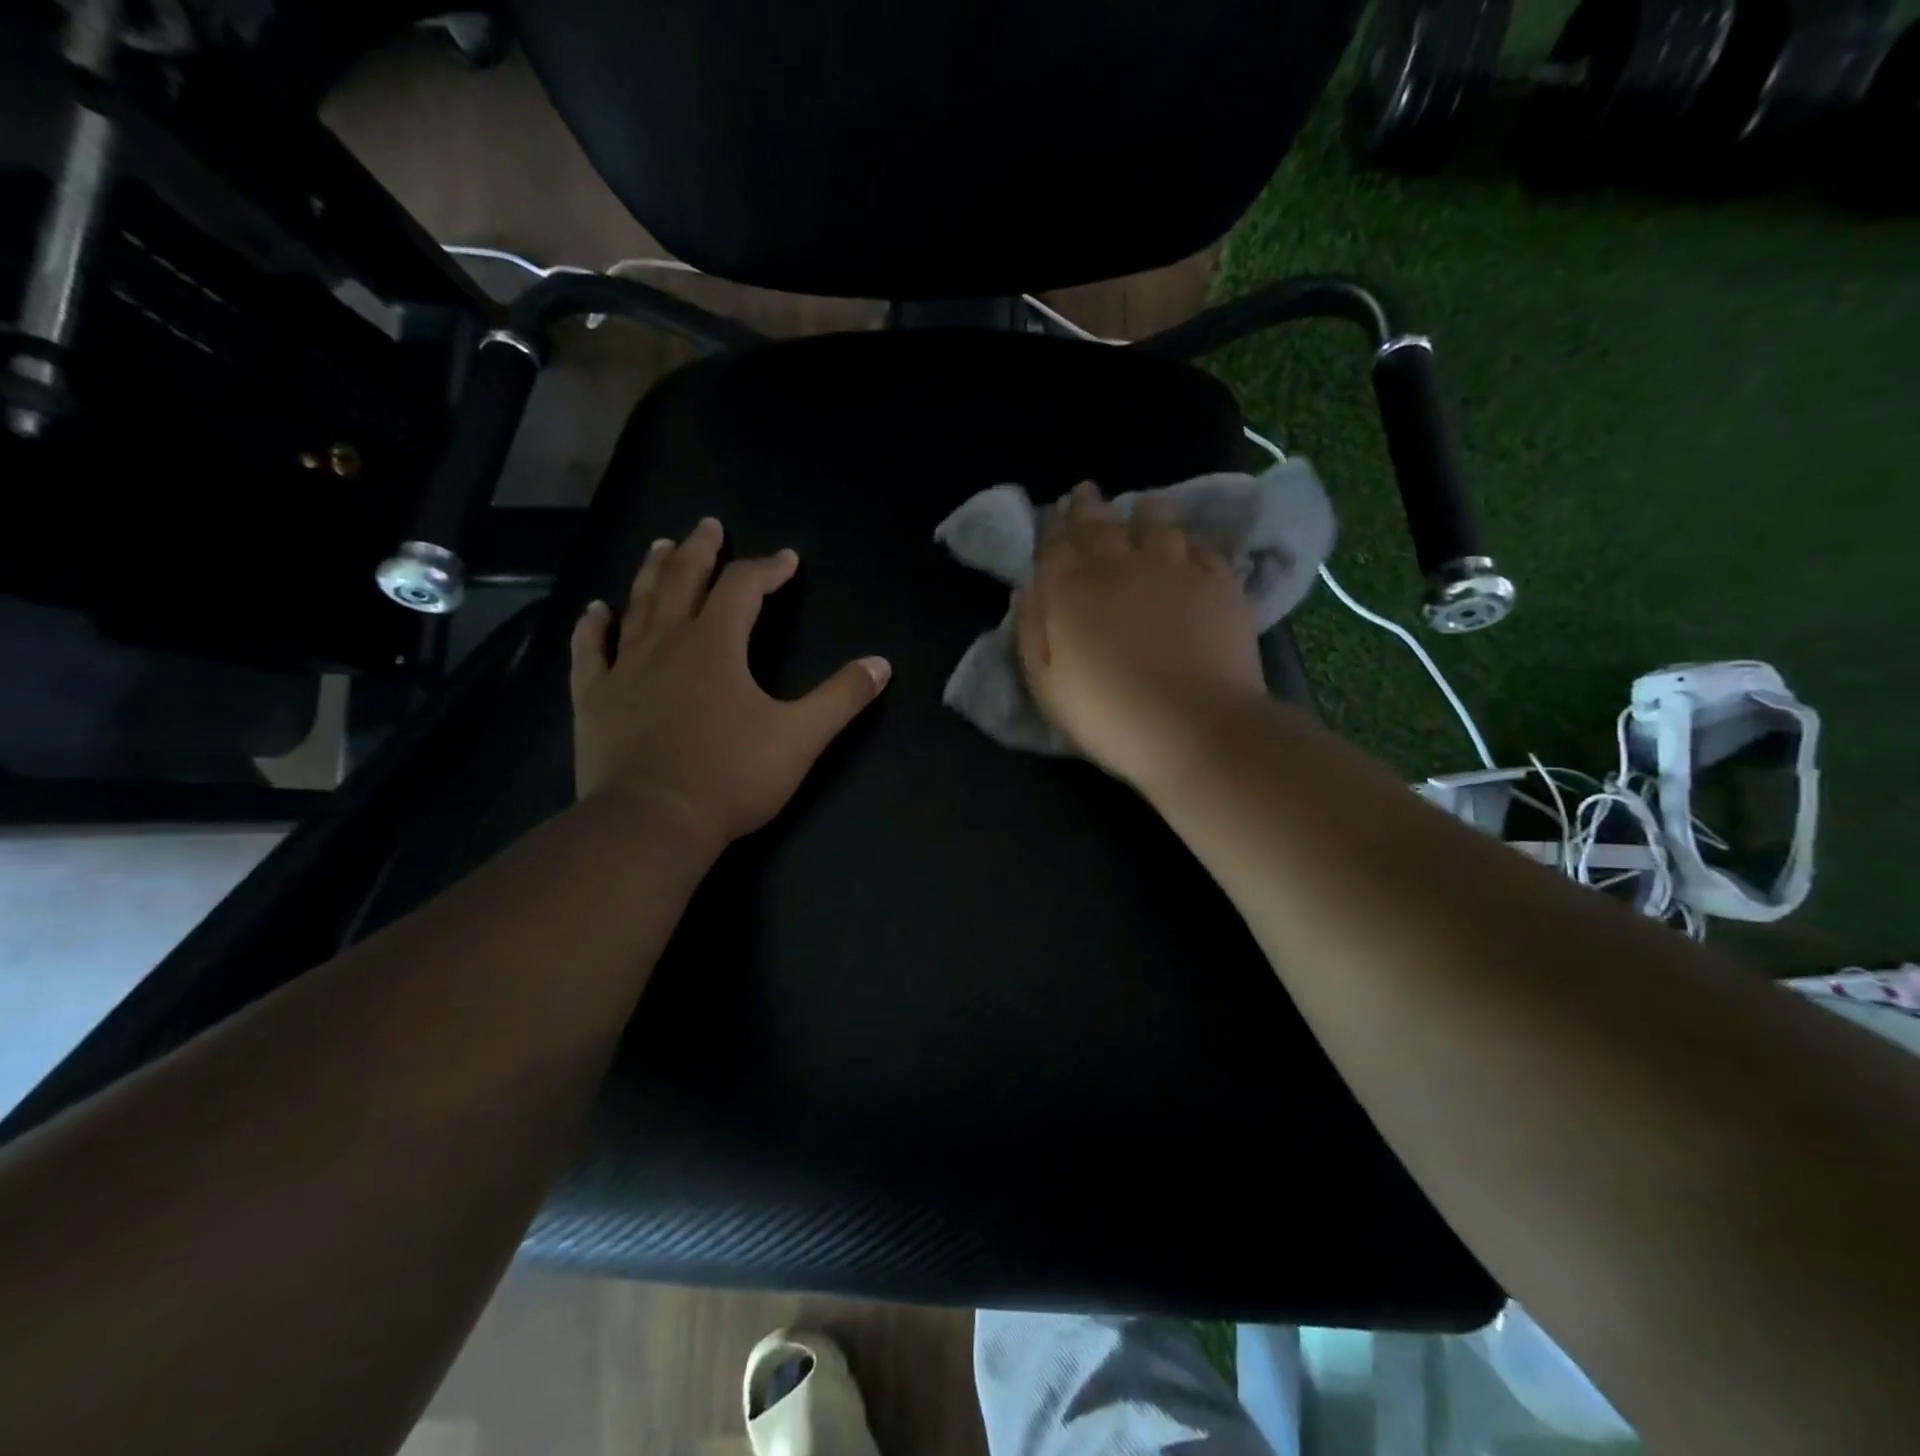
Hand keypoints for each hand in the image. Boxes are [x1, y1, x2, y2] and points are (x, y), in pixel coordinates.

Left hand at [570, 517, 890, 852]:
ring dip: (652, 573)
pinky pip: (589, 652)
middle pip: (684, 581)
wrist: (651, 822)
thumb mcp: (800, 737)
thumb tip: (881, 664)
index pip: (743, 588)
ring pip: (638, 606)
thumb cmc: (730, 776)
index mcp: (716, 645)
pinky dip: (591, 628)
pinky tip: (594, 610)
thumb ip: (842, 697)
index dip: (767, 568)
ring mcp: (625, 669)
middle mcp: (668, 643)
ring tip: (661, 547)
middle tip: (709, 526)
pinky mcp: (595, 699)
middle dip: (701, 551)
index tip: (786, 560)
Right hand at [1015, 482, 1264, 788]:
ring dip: (1144, 511)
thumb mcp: (1046, 686)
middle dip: (1088, 506)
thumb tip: (1028, 588)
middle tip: (1086, 494)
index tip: (1053, 513)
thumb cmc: (1108, 716)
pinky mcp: (1218, 581)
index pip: (1054, 544)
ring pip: (1156, 521)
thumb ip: (1031, 632)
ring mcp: (1173, 567)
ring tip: (1143, 508)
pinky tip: (1191, 546)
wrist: (1193, 726)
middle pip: (1100, 523)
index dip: (1052, 526)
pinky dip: (1191, 541)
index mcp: (1071, 590)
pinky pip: (1202, 546)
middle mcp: (1118, 565)